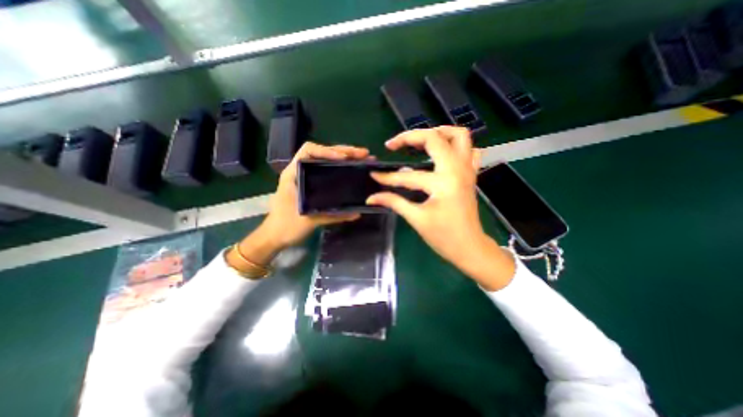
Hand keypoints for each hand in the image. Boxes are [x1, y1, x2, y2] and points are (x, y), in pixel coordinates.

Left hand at [261, 143, 367, 247]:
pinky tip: (353, 169)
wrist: (275, 236)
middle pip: (323, 153)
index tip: (344, 158)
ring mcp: (307, 177)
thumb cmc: (286, 226)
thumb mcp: (309, 220)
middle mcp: (301, 171)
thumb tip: (356, 213)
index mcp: (294, 174)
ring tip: (364, 158)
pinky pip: (328, 171)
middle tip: (364, 154)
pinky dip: (342, 168)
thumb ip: (333, 216)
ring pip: (327, 161)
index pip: (309, 151)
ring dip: (345, 157)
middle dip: (344, 151)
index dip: (328, 151)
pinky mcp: (313, 185)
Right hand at [366, 127, 514, 289]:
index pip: (408, 176)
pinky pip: (469, 149)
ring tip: (419, 140)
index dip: (388, 177)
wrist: (469, 247)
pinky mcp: (471, 174)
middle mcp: (457, 169)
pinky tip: (442, 151)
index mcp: (443, 183)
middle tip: (394, 144)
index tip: (374, 175)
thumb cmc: (444, 237)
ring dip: (438, 132)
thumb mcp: (416, 219)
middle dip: (411, 136)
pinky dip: (456, 145)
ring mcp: (467, 169)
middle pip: (435, 138)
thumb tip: (371, 198)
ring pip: (460, 136)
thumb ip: (393, 202)